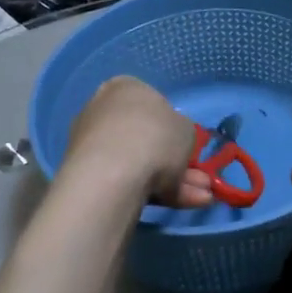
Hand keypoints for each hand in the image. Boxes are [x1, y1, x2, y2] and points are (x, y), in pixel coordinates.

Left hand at [68, 76, 212, 208]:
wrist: (112, 174)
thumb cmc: (155, 137)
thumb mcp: (186, 129)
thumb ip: (181, 132)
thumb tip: (173, 140)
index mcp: (124, 88)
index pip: (151, 103)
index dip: (172, 126)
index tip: (186, 144)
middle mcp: (103, 111)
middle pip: (146, 138)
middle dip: (176, 161)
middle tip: (201, 180)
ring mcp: (93, 145)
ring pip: (141, 163)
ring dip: (174, 180)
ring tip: (202, 198)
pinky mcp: (88, 176)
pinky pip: (128, 181)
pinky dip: (156, 192)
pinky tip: (184, 204)